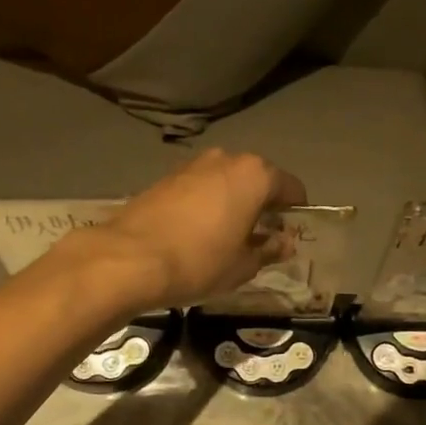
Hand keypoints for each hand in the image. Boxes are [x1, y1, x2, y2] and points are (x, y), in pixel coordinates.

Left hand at [56, 150, 306, 310]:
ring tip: (227, 237)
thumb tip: (284, 243)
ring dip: (233, 203)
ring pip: (227, 182)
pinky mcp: (166, 177)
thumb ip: (269, 249)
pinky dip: (207, 204)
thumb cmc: (200, 262)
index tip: (290, 236)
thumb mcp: (244, 265)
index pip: (292, 188)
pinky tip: (199, 233)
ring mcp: (193, 165)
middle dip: (263, 205)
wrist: (129, 259)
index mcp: (255, 175)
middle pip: (258, 180)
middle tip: (260, 239)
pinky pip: (201, 188)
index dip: (296, 213)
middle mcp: (227, 159)